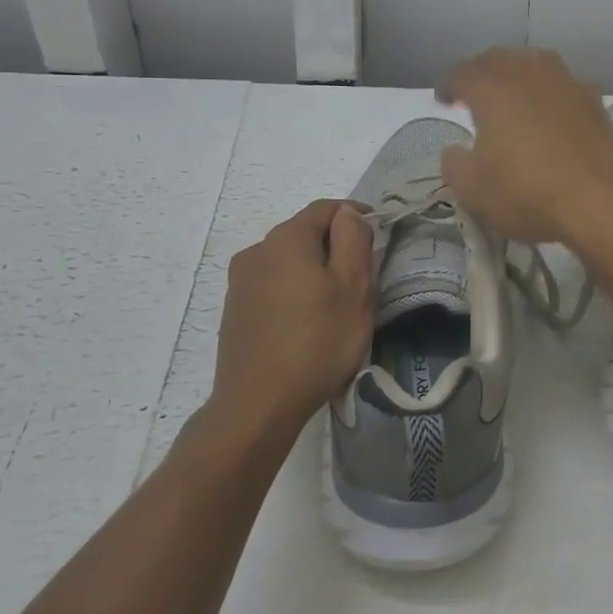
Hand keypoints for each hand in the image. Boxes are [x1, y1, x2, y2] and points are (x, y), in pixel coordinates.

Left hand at [212, 200, 373, 433]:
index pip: (326, 208)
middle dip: (335, 246)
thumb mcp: (353, 287)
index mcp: (286, 238)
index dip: (355, 214)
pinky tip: (306, 323)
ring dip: (313, 271)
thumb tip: (349, 214)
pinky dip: (294, 292)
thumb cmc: (317, 341)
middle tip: (362, 276)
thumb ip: (354, 240)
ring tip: (335, 304)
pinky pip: (272, 286)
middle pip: (304, 234)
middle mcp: (256, 251)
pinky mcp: (234, 311)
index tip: (378, 233)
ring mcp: (240, 282)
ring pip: (287, 262)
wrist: (258, 404)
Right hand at [435, 47, 612, 243]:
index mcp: (492, 86)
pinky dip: (549, 99)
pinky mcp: (597, 104)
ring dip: (519, 80)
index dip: (448, 85)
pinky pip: (562, 90)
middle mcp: (530, 72)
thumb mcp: (473, 191)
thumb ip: (455, 166)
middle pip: (500, 60)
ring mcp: (568, 83)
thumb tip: (455, 152)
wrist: (606, 201)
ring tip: (512, 102)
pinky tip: (549, 120)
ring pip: (536, 68)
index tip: (443, 100)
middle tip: (474, 95)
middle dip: (483, 74)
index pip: (461, 73)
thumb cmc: (528, 192)